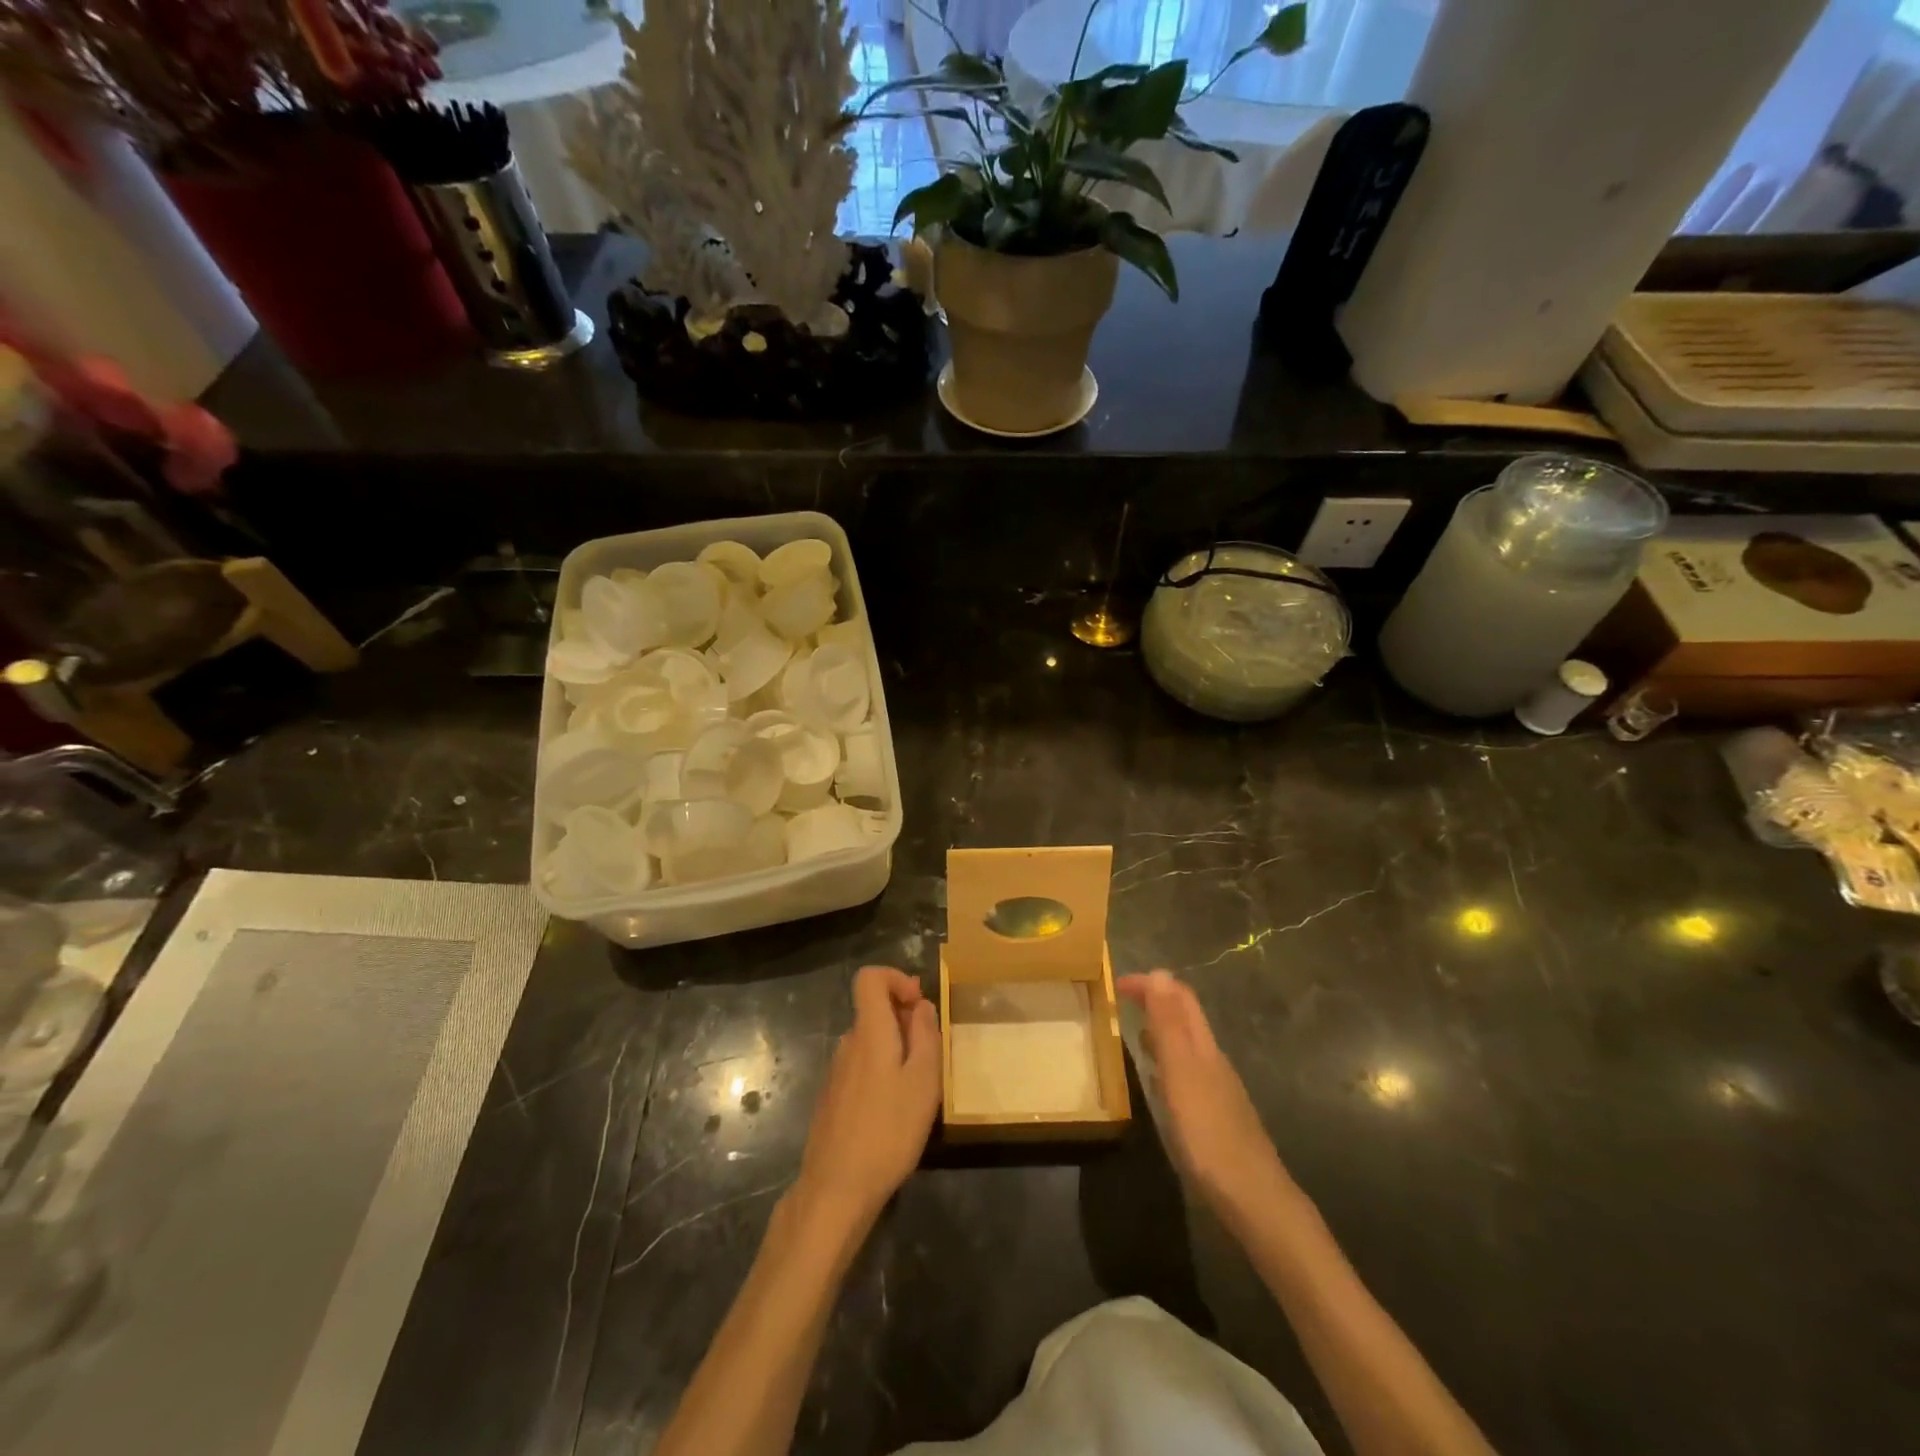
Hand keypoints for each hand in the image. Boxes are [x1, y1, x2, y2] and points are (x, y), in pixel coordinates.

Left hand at [794, 965, 940, 1231]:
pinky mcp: (832, 1098)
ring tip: (917, 1090)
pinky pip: (861, 1067)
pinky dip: (882, 1073)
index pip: (869, 977)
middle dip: (904, 1021)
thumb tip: (922, 1006)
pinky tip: (894, 1113)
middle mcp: (847, 1043)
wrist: (835, 1190)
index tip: (919, 1005)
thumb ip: (925, 1036)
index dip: (896, 978)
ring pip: (870, 1042)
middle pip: (873, 1010)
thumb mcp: (924, 1082)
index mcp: (869, 1032)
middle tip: (931, 1057)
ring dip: (896, 1051)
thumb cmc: (888, 1131)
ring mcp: (836, 1072)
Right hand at [1118, 969, 1296, 1221]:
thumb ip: (1169, 1025)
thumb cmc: (1210, 1133)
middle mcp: (1213, 1061)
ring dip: (1160, 1032)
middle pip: (1186, 1019)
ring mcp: (1217, 1090)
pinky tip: (1158, 1084)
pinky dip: (1167, 1064)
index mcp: (1204, 1047)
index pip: (1180, 998)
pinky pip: (1186, 1075)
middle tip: (1121, 1002)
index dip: (1152, 984)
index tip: (1117, 983)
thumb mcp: (1182, 1074)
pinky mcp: (1216, 1117)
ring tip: (1132, 1033)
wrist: (1254, 1199)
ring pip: (1186, 1047)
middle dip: (1155, 1002)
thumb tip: (1159, 972)